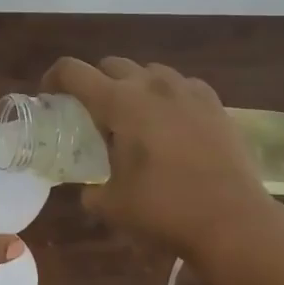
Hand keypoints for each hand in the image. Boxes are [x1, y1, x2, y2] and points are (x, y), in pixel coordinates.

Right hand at [43, 57, 283, 259]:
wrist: (233, 220)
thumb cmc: (165, 209)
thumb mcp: (112, 206)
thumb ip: (91, 191)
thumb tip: (89, 190)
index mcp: (119, 103)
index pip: (72, 72)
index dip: (53, 79)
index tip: (49, 98)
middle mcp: (152, 86)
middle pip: (111, 64)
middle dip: (94, 82)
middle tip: (91, 113)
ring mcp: (188, 91)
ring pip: (149, 71)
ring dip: (132, 86)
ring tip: (133, 117)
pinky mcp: (215, 104)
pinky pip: (182, 86)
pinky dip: (167, 96)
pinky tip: (170, 123)